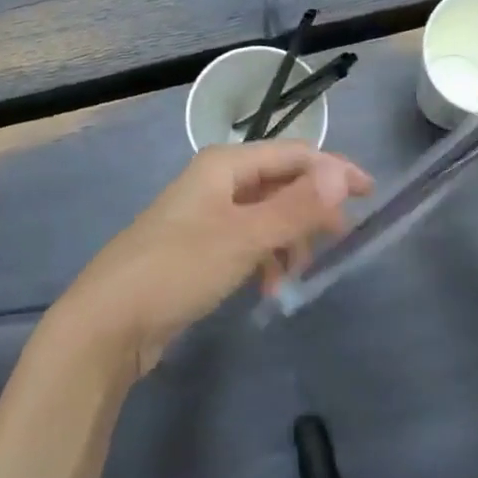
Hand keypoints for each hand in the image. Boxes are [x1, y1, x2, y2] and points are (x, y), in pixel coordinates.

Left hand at [55, 141, 372, 378]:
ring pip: (267, 215)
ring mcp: (207, 214)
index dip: (334, 170)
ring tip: (296, 275)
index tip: (370, 195)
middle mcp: (218, 180)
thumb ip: (295, 206)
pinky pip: (249, 240)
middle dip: (312, 209)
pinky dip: (266, 257)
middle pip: (282, 183)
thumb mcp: (244, 237)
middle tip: (340, 241)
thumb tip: (343, 174)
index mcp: (226, 164)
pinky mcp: (201, 247)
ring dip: (289, 239)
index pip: (295, 154)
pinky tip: (270, 288)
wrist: (108, 323)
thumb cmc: (178, 268)